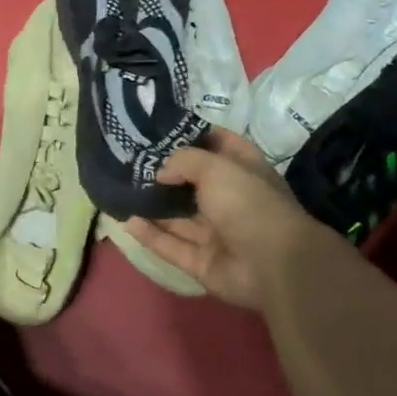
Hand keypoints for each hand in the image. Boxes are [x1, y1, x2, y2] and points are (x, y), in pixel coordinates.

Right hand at [124, 130, 330, 310]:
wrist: (274, 265)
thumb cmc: (249, 203)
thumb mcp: (216, 167)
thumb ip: (183, 161)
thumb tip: (160, 172)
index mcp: (244, 172)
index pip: (220, 145)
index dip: (195, 135)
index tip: (162, 130)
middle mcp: (231, 200)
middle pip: (193, 183)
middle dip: (165, 173)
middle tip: (131, 161)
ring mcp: (217, 233)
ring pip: (179, 217)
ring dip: (153, 206)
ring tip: (122, 190)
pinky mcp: (203, 262)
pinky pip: (172, 246)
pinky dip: (151, 236)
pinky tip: (128, 221)